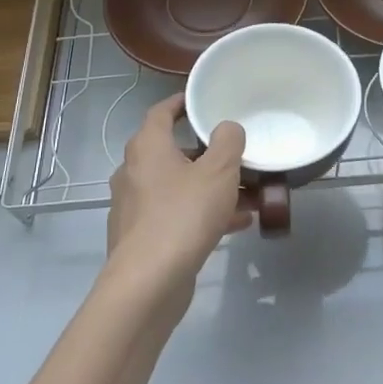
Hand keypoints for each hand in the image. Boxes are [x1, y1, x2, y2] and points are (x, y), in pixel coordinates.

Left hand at [106, 95, 252, 291]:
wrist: (149, 281)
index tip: (202, 102)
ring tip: (248, 193)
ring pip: (179, 187)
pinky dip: (203, 213)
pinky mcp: (142, 236)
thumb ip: (228, 142)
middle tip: (236, 154)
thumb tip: (227, 128)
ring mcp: (135, 206)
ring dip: (211, 187)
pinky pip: (178, 214)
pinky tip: (237, 224)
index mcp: (147, 148)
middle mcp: (134, 172)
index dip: (182, 104)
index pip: (161, 112)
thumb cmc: (183, 215)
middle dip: (207, 154)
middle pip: (173, 152)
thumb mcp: (218, 172)